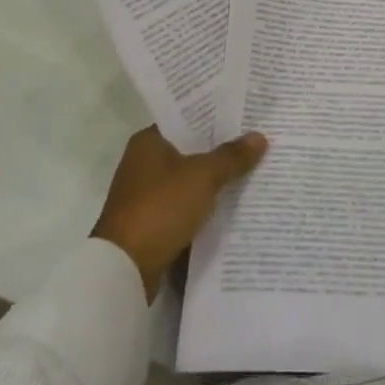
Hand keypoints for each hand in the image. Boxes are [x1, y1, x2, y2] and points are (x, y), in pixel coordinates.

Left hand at [91, 126, 267, 301]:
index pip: (187, 119)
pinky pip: (187, 204)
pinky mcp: (152, 222)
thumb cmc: (160, 208)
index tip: (246, 114)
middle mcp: (144, 163)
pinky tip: (234, 201)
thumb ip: (231, 156)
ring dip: (216, 178)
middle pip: (191, 149)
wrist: (124, 269)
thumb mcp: (202, 177)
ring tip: (255, 168)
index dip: (216, 116)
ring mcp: (147, 194)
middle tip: (258, 139)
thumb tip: (260, 136)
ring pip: (191, 178)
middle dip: (222, 148)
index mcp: (148, 142)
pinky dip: (206, 203)